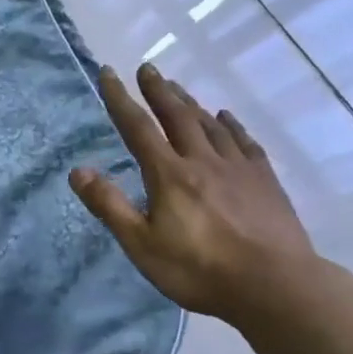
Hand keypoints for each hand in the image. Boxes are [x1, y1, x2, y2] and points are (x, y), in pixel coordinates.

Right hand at [70, 62, 320, 325]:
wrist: (274, 285)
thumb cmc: (199, 270)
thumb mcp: (141, 245)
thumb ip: (110, 206)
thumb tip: (77, 171)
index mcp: (169, 175)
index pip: (139, 129)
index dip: (121, 99)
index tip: (108, 73)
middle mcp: (202, 161)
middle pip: (178, 116)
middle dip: (159, 90)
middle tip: (148, 68)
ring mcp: (238, 169)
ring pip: (210, 125)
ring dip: (190, 103)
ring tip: (178, 88)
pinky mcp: (265, 181)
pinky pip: (244, 143)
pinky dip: (231, 125)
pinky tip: (226, 117)